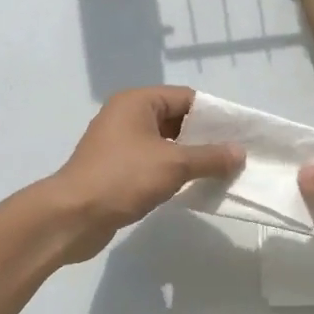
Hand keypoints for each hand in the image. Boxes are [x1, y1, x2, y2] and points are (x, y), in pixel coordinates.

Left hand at [43, 87, 243, 263]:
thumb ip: (210, 157)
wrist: (73, 216)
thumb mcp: (174, 164)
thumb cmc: (123, 178)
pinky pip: (153, 162)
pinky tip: (192, 186)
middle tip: (234, 156)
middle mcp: (126, 116)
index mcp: (137, 102)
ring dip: (190, 157)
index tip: (240, 134)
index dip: (214, 114)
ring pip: (165, 143)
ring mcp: (119, 143)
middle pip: (176, 119)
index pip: (186, 98)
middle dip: (205, 138)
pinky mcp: (116, 169)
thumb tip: (239, 152)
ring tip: (220, 172)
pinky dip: (173, 171)